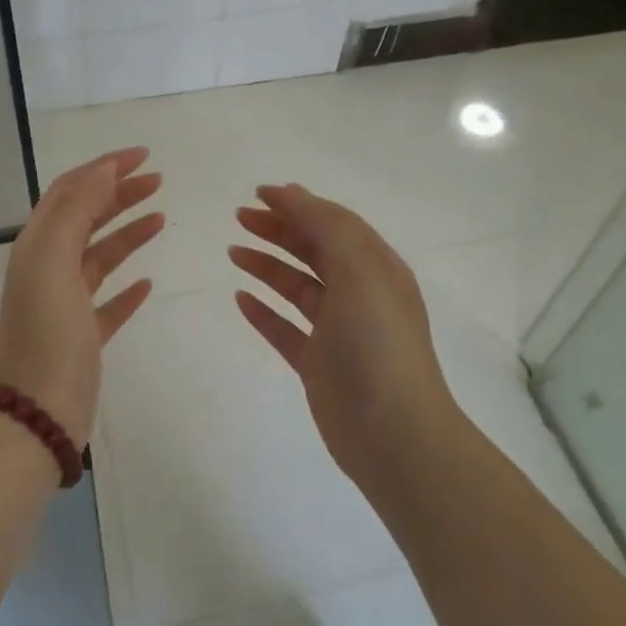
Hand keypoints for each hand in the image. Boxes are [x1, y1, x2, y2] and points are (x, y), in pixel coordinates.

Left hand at [0, 147, 163, 443]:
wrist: (37, 411)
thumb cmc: (47, 332)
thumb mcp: (54, 260)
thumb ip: (76, 210)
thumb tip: (102, 169)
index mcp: (38, 247)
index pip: (70, 192)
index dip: (103, 168)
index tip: (143, 156)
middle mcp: (48, 269)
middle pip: (86, 219)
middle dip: (119, 194)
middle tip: (158, 181)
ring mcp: (66, 305)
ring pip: (100, 257)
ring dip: (128, 233)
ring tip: (161, 218)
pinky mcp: (84, 336)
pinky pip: (108, 302)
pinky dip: (128, 288)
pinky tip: (148, 282)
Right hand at [230, 184, 458, 488]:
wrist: (392, 432)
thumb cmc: (377, 344)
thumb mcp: (359, 271)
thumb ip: (327, 227)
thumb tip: (291, 193)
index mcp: (376, 268)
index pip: (335, 224)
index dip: (299, 204)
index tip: (258, 193)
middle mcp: (359, 294)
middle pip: (314, 251)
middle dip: (279, 230)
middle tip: (239, 219)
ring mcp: (338, 331)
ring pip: (297, 287)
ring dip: (267, 266)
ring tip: (233, 252)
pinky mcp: (318, 364)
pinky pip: (285, 328)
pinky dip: (264, 311)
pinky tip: (240, 299)